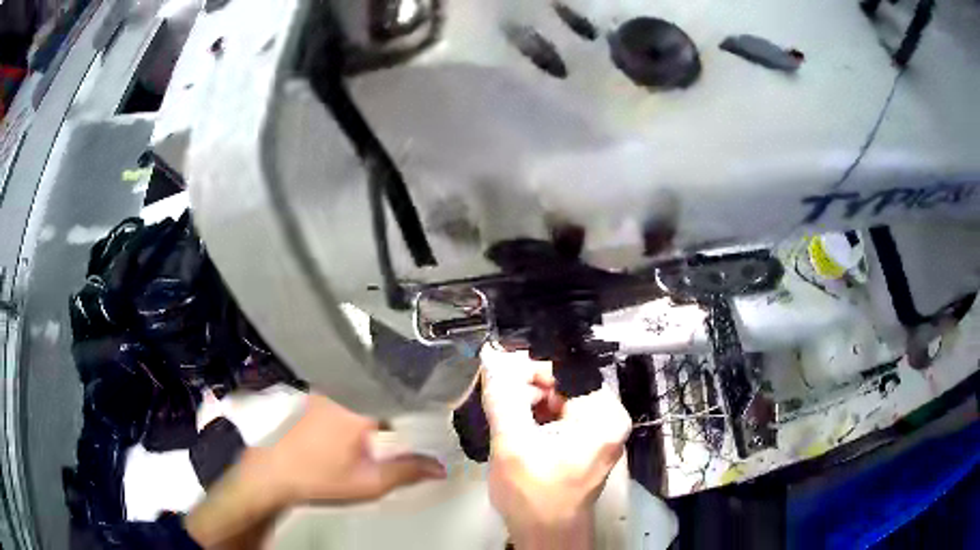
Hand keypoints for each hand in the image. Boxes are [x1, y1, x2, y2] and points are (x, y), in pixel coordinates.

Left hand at [185, 394, 444, 548]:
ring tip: (416, 398)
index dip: (429, 389)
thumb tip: (441, 468)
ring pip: (370, 380)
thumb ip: (407, 471)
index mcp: (358, 405)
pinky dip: (373, 393)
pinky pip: (355, 385)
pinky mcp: (320, 394)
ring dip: (391, 388)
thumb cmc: (321, 477)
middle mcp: (344, 388)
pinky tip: (382, 407)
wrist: (275, 472)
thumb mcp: (369, 482)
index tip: (450, 393)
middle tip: (438, 392)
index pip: (403, 386)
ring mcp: (329, 388)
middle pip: (387, 377)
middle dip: (413, 384)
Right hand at [482, 346, 630, 548]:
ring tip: (507, 424)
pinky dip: (538, 419)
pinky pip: (562, 417)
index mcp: (602, 414)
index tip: (498, 377)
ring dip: (530, 406)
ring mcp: (600, 433)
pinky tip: (520, 433)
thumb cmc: (534, 495)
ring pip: (560, 400)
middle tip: (500, 406)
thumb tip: (491, 357)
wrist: (547, 536)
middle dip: (528, 390)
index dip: (530, 369)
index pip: (566, 370)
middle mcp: (609, 419)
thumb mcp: (512, 444)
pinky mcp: (588, 444)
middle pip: (564, 384)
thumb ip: (502, 398)